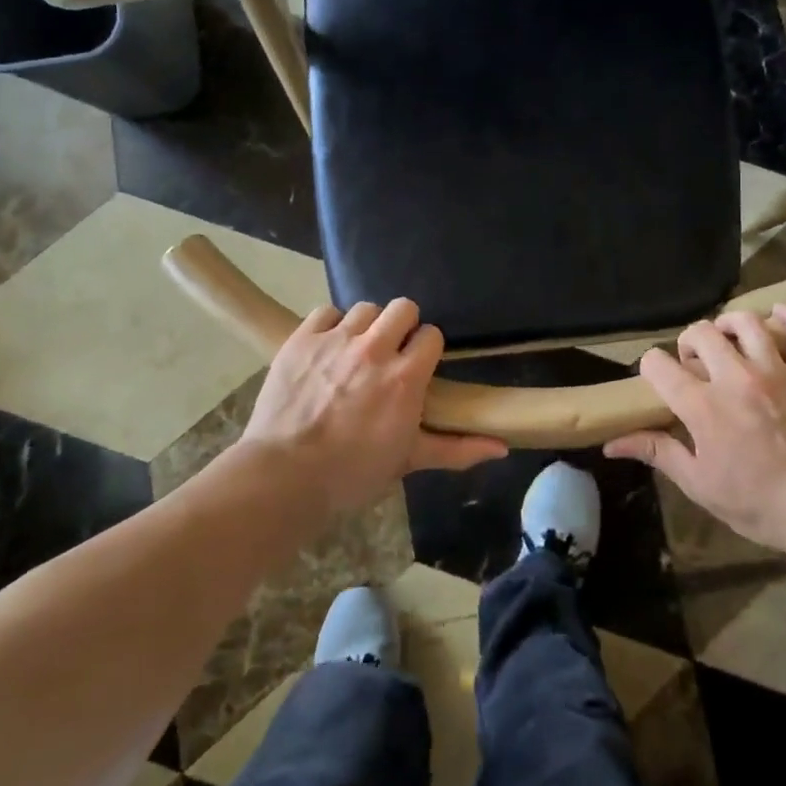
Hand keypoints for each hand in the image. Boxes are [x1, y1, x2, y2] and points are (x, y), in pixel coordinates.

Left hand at [238, 298, 506, 512]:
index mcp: (406, 377)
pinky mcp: (302, 339)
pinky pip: (326, 312)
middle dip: (402, 326)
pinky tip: (327, 348)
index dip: (426, 348)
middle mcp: (375, 349)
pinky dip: (330, 326)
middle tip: (390, 353)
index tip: (417, 366)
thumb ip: (456, 448)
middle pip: (403, 308)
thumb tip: (502, 447)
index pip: (431, 334)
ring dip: (366, 326)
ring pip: (364, 308)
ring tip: (356, 351)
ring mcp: (336, 340)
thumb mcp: (408, 461)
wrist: (283, 477)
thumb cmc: (352, 473)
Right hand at [605, 306, 785, 553]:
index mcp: (703, 406)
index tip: (657, 381)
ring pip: (747, 323)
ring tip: (726, 341)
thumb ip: (657, 452)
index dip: (650, 368)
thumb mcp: (698, 483)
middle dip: (688, 343)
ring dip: (729, 324)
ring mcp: (775, 373)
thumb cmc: (755, 502)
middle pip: (701, 332)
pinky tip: (778, 315)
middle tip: (694, 366)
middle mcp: (736, 378)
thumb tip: (611, 444)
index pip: (659, 365)